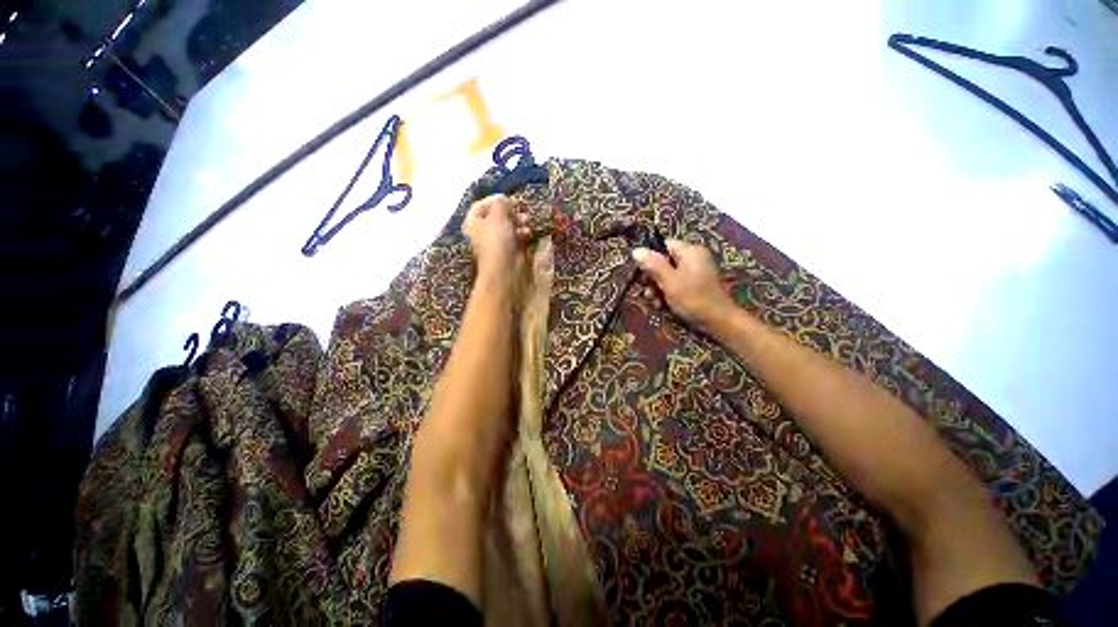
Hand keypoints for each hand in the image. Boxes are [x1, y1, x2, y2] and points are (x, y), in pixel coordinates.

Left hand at [462, 195, 530, 283]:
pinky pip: (515, 237)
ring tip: (526, 222)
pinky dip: (521, 233)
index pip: (481, 205)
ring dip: (518, 221)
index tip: (509, 199)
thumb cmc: (497, 240)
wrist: (504, 269)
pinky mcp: (508, 250)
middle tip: (520, 211)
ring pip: (507, 226)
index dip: (495, 200)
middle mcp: (483, 231)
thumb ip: (502, 203)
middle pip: (497, 215)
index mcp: (474, 222)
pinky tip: (528, 233)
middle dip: (510, 212)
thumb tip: (505, 199)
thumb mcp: (498, 215)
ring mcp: (496, 242)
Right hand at [632, 239, 736, 330]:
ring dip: (657, 289)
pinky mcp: (694, 285)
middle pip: (663, 261)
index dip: (649, 258)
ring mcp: (694, 272)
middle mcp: (692, 258)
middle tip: (647, 292)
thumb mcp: (669, 282)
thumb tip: (636, 250)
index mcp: (689, 251)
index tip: (641, 273)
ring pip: (666, 275)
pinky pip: (674, 284)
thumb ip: (653, 265)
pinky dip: (666, 294)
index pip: (663, 246)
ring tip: (655, 302)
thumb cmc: (693, 299)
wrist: (718, 322)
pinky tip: (661, 305)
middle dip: (652, 278)